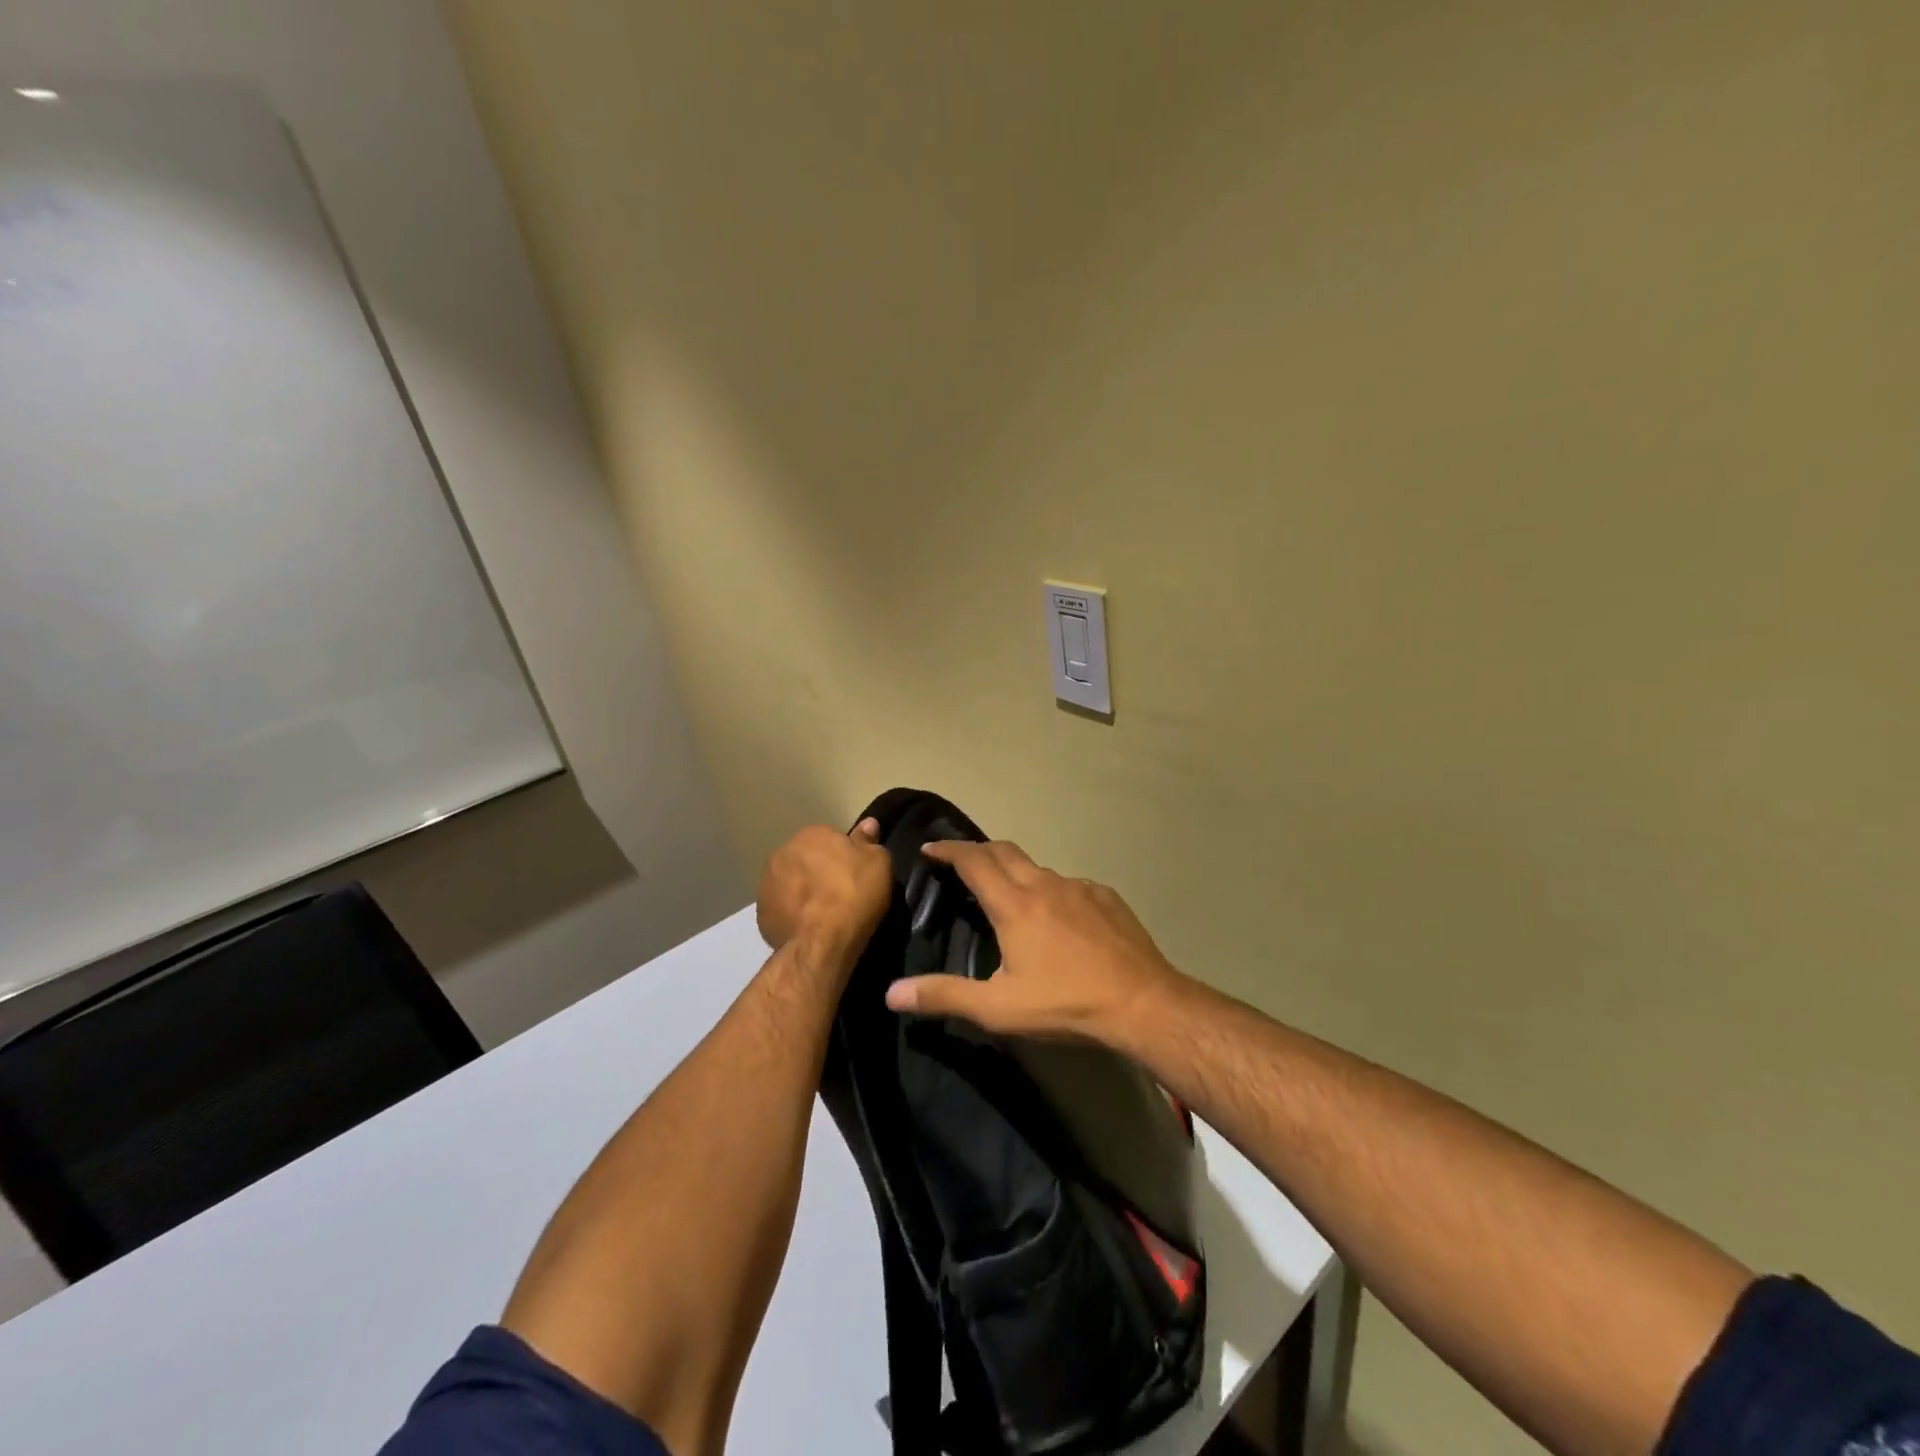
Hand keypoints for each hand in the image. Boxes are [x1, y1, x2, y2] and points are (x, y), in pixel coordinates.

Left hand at [756, 819, 891, 955]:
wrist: (823, 941)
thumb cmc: (854, 893)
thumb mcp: (877, 862)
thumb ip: (868, 840)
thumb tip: (868, 824)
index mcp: (810, 834)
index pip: (827, 838)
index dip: (842, 856)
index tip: (853, 873)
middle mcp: (782, 853)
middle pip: (804, 859)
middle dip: (817, 871)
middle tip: (838, 892)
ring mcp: (766, 884)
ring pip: (788, 883)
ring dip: (800, 892)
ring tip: (822, 913)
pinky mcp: (761, 914)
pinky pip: (780, 909)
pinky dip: (791, 915)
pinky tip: (807, 928)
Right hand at [884, 840, 1181, 1045]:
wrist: (1142, 1002)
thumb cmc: (1065, 1003)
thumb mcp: (998, 1008)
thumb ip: (944, 996)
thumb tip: (891, 993)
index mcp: (1014, 904)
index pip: (973, 861)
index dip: (948, 850)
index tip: (930, 848)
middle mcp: (1044, 884)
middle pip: (1003, 851)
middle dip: (977, 850)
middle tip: (960, 861)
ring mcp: (1079, 887)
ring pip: (1038, 868)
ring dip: (1015, 872)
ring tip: (1008, 895)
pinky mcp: (1106, 896)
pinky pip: (1069, 884)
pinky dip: (1051, 891)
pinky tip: (1058, 917)